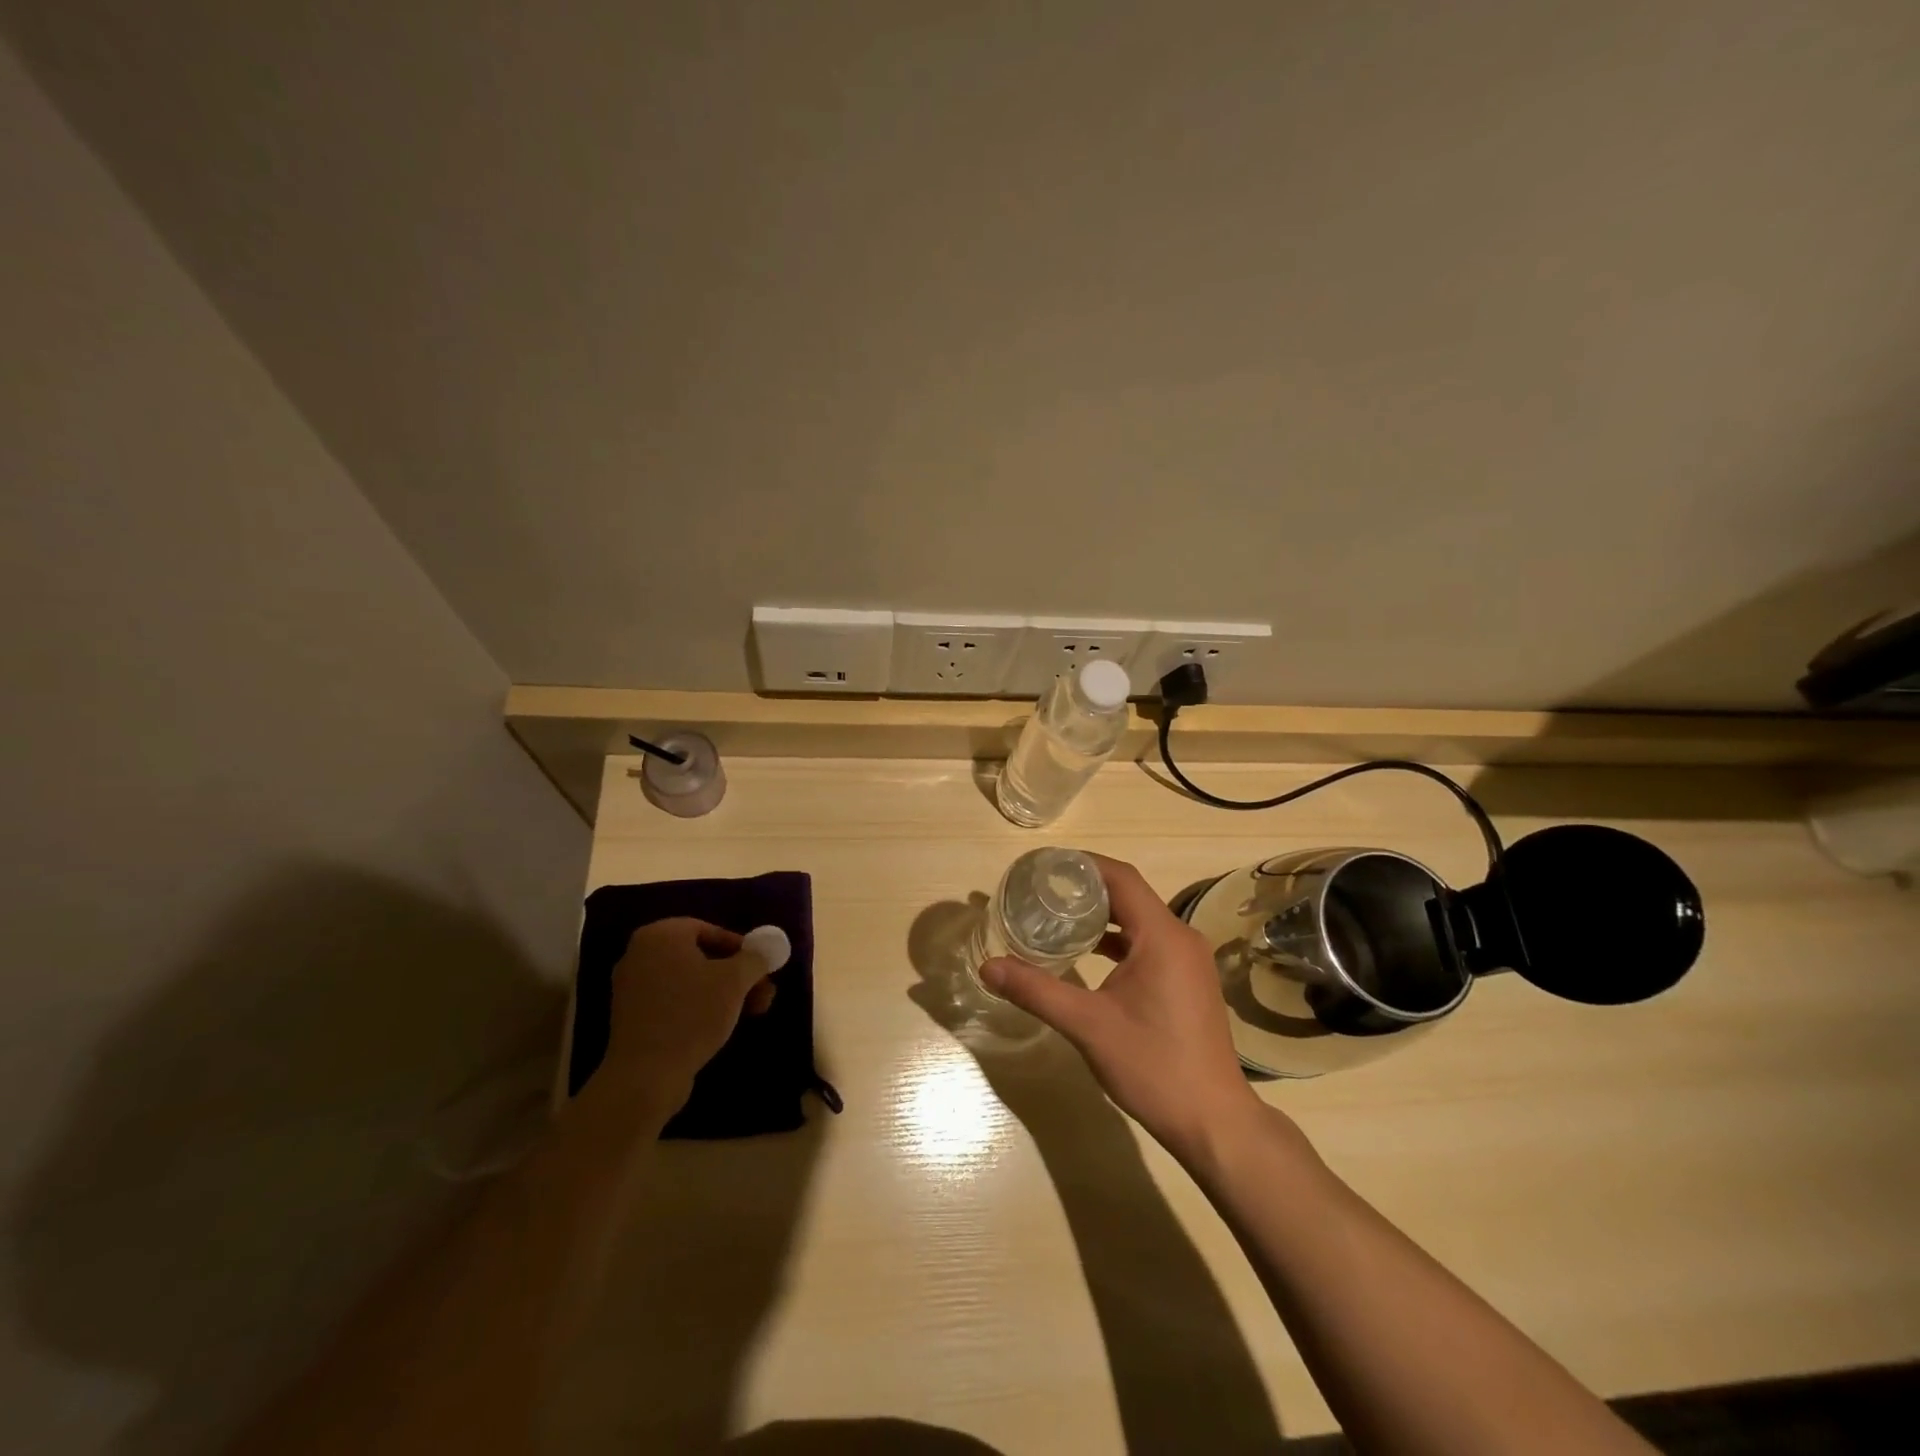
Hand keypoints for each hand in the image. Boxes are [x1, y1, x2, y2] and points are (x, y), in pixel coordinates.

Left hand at [593, 917, 775, 1117]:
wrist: (646, 1075)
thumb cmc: (692, 1014)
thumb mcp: (736, 980)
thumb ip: (755, 957)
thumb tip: (768, 947)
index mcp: (660, 935)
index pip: (710, 930)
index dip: (741, 948)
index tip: (761, 968)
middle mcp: (640, 954)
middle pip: (701, 956)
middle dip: (737, 974)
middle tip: (763, 993)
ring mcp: (632, 987)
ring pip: (689, 981)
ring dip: (724, 992)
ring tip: (752, 1012)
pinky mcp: (631, 1017)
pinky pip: (673, 1000)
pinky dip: (698, 1006)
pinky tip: (721, 1026)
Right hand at [980, 854, 1265, 1161]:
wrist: (1214, 1122)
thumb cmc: (1153, 1067)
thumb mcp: (1088, 1026)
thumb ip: (1037, 991)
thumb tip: (988, 967)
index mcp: (1162, 936)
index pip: (1121, 878)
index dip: (1082, 864)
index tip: (1044, 866)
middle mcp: (1180, 937)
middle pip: (1130, 894)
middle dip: (1085, 888)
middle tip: (1040, 890)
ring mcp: (1188, 959)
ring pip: (1140, 919)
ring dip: (1102, 914)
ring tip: (1057, 915)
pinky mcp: (1188, 979)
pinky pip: (1149, 942)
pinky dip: (1118, 938)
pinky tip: (1088, 953)